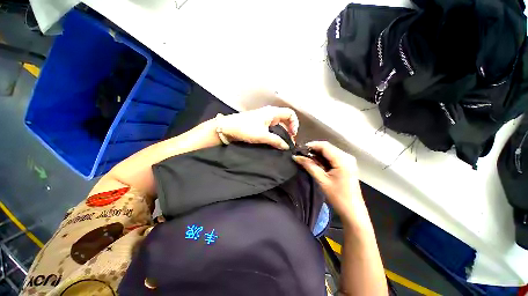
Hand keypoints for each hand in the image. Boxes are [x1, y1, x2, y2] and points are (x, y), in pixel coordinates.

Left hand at [218, 106, 298, 149]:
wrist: (227, 127)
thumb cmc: (245, 128)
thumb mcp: (262, 136)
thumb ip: (276, 141)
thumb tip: (286, 147)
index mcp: (272, 112)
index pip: (290, 114)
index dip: (294, 123)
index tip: (293, 134)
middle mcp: (269, 113)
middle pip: (285, 118)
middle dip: (290, 128)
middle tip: (290, 139)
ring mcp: (264, 117)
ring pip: (278, 122)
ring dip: (283, 131)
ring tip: (284, 141)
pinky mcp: (259, 122)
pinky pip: (272, 126)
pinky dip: (276, 132)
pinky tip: (275, 139)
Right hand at [293, 141, 362, 218]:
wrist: (353, 211)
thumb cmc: (338, 196)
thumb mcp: (322, 180)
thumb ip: (309, 166)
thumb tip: (296, 157)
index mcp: (342, 159)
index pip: (324, 146)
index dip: (311, 145)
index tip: (299, 150)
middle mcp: (347, 156)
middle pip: (327, 147)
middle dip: (313, 150)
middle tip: (301, 155)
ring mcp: (348, 160)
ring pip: (329, 152)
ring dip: (318, 154)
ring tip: (306, 159)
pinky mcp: (347, 165)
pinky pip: (333, 157)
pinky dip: (323, 159)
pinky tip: (316, 163)